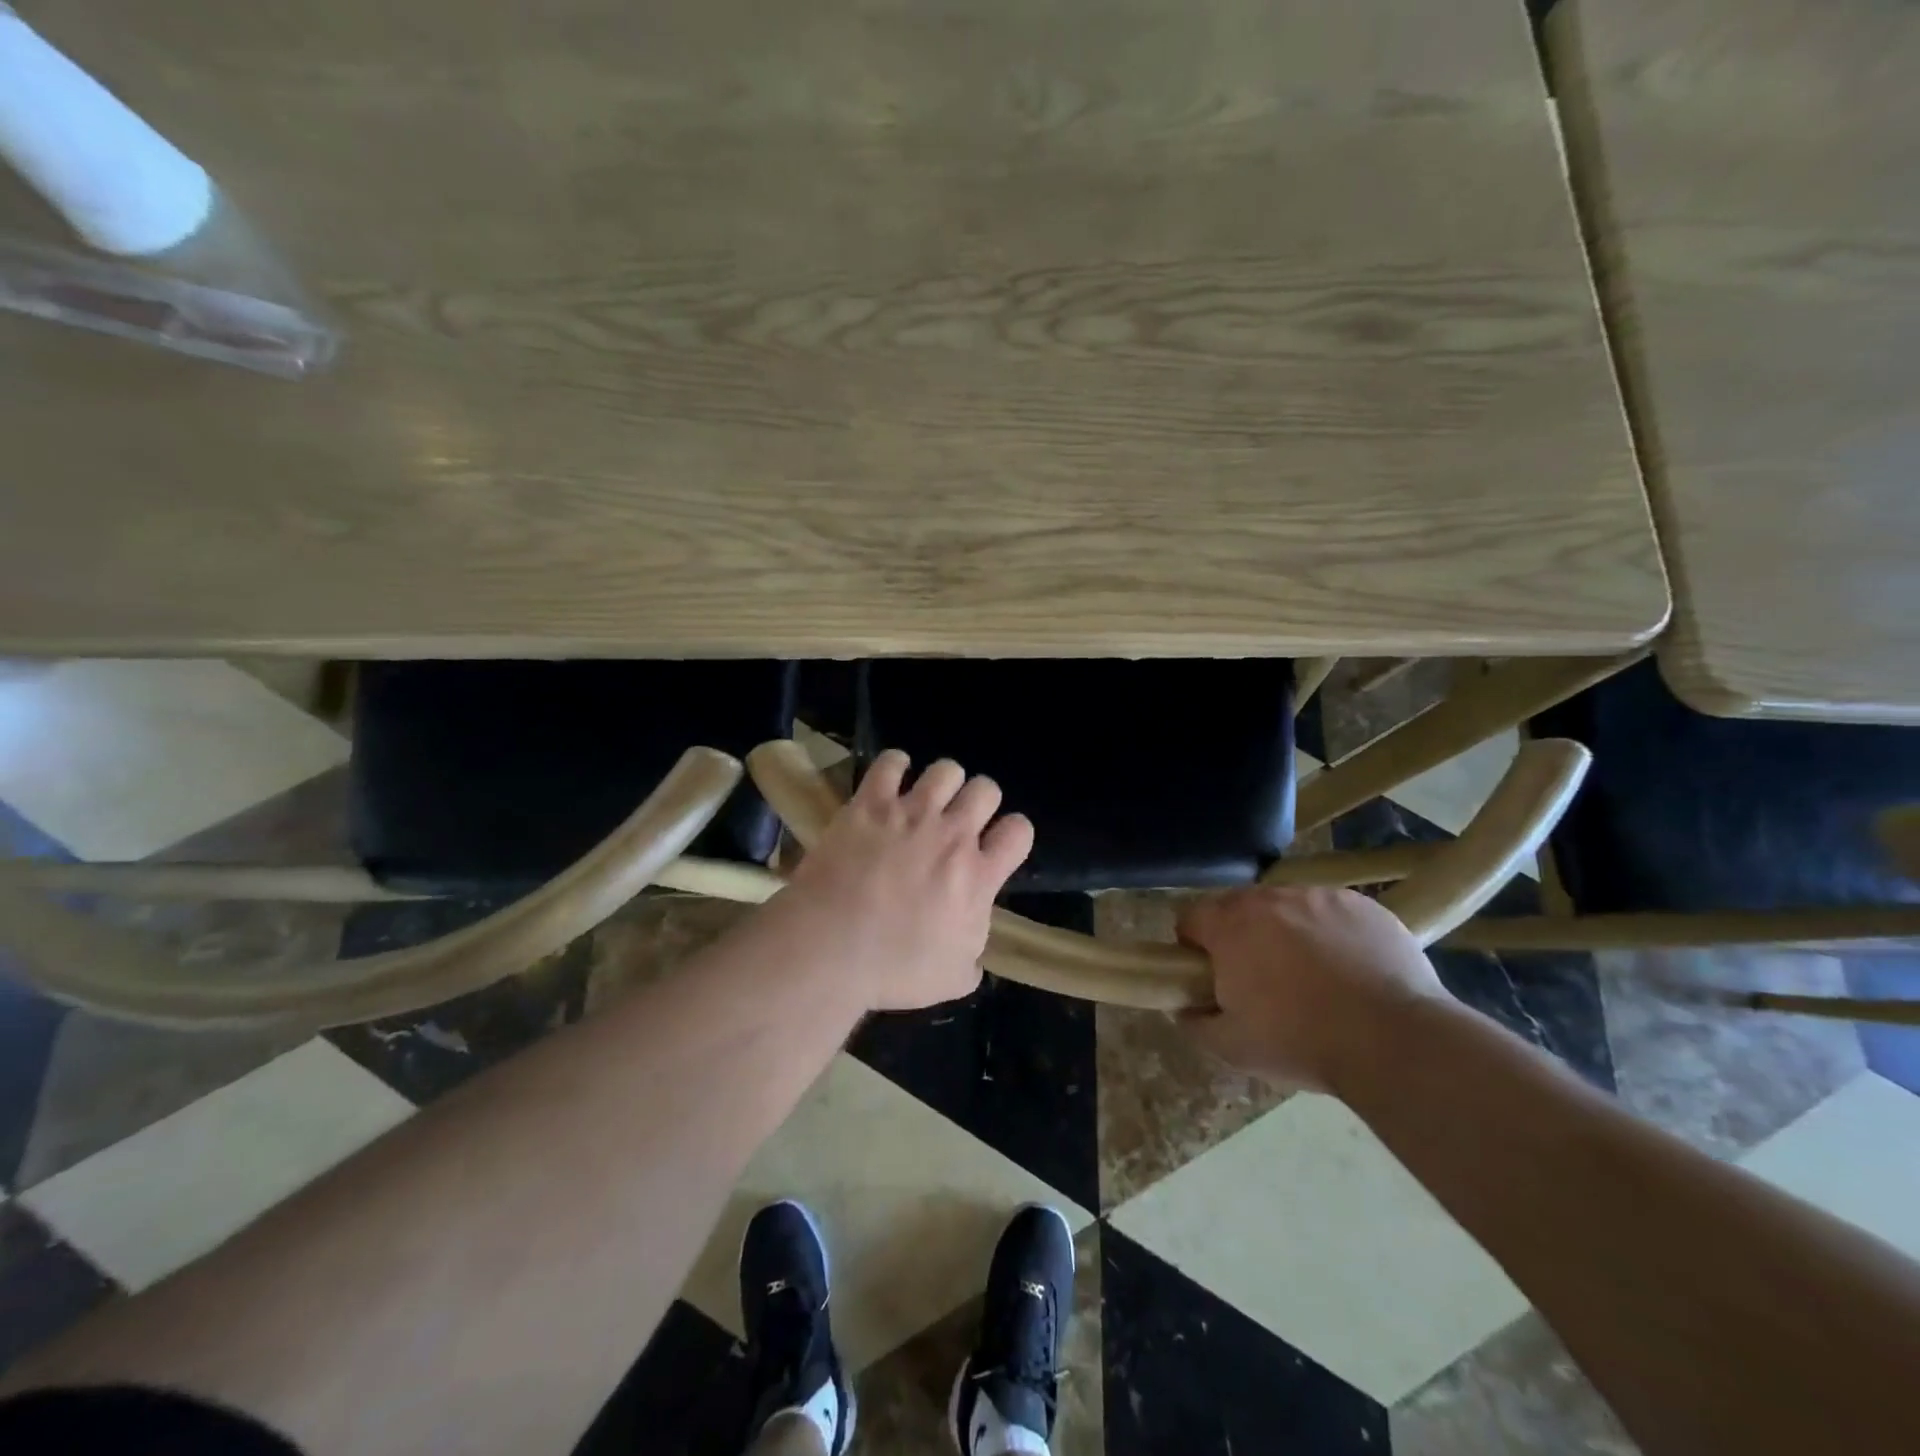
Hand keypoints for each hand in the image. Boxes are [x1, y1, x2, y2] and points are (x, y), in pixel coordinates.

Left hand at [777, 750, 1033, 1011]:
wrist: (831, 947)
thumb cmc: (894, 968)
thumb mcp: (951, 980)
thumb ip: (973, 959)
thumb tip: (975, 956)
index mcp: (978, 875)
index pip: (1019, 831)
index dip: (1013, 833)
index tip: (997, 844)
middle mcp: (952, 834)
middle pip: (986, 789)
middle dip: (979, 800)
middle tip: (959, 820)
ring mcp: (911, 813)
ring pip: (946, 769)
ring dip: (943, 782)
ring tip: (927, 798)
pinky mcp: (870, 803)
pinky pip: (891, 762)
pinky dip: (895, 766)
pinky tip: (891, 780)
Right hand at [1178, 886, 1450, 1092]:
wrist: (1395, 1041)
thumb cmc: (1301, 1042)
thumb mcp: (1232, 1047)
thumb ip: (1196, 1023)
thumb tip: (1184, 1008)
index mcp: (1230, 926)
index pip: (1190, 918)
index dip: (1193, 945)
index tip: (1209, 974)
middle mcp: (1269, 899)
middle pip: (1238, 908)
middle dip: (1240, 936)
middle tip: (1259, 979)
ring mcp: (1319, 897)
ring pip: (1287, 907)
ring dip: (1286, 931)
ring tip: (1312, 975)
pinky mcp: (1362, 905)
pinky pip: (1332, 912)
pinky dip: (1331, 933)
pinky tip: (1349, 969)